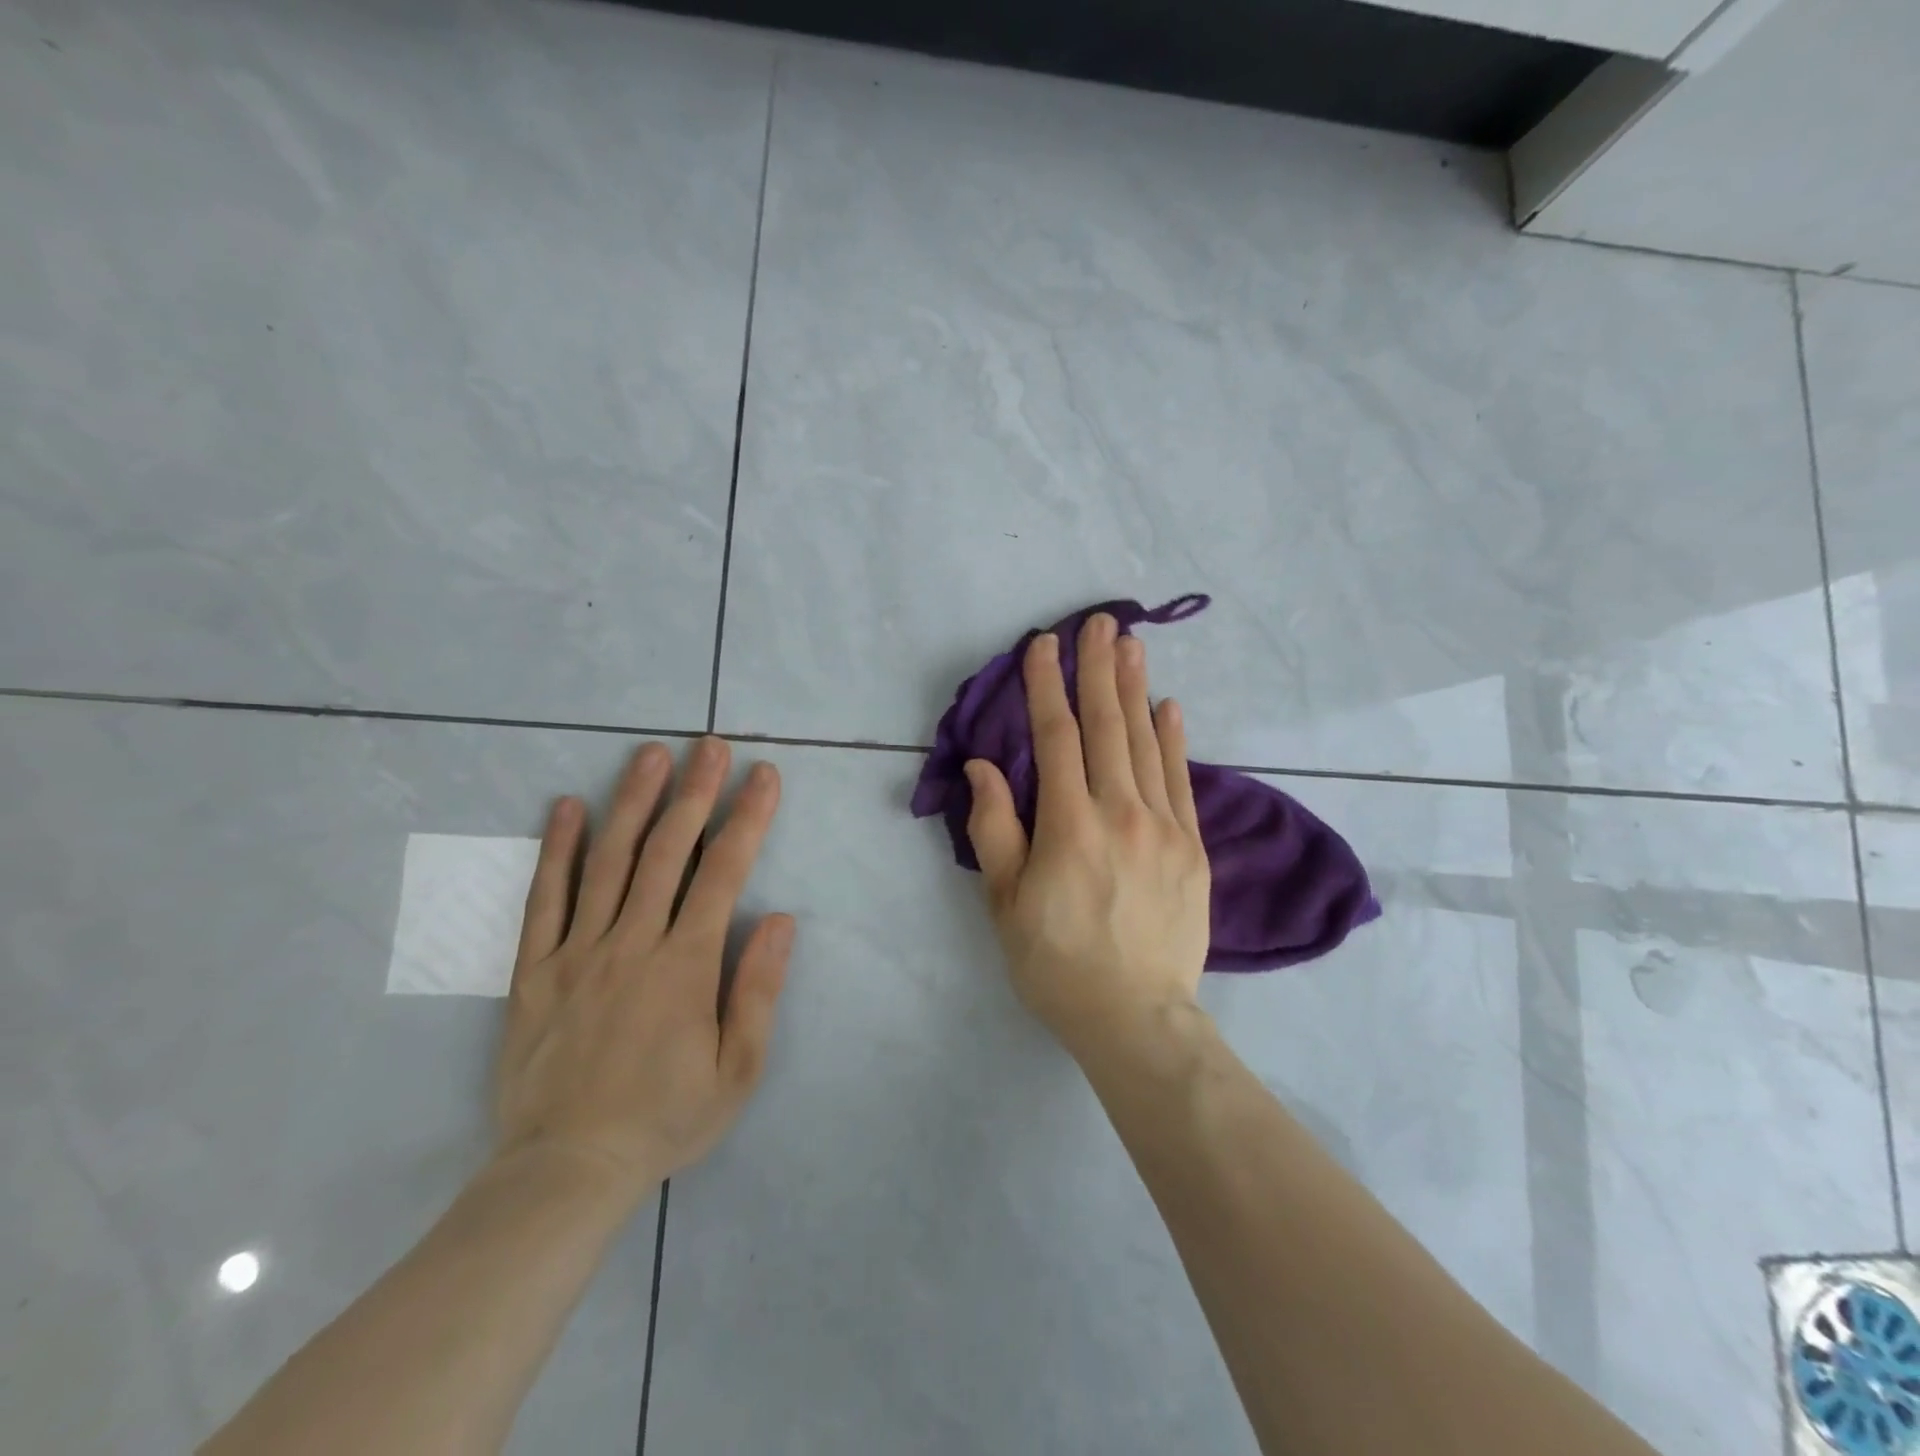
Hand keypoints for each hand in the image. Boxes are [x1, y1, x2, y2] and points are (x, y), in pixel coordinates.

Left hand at [494, 738, 793, 1205]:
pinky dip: (556, 849)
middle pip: (666, 851)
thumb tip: (780, 919)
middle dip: (695, 792)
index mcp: (684, 964)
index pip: (723, 872)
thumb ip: (758, 990)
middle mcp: (631, 942)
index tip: (764, 776)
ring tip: (651, 755)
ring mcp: (577, 951)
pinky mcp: (534, 969)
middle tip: (711, 745)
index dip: (748, 818)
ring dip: (633, 802)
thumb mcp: (737, 1071)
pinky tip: (567, 807)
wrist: (565, 1171)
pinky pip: (544, 899)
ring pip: (607, 861)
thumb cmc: (665, 1119)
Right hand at [964, 614, 1210, 1062]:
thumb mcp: (1004, 902)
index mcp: (1069, 825)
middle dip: (1097, 669)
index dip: (1046, 686)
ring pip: (1146, 743)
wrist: (1136, 1017)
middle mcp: (1120, 812)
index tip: (1042, 644)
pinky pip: (1182, 780)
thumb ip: (994, 828)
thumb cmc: (1055, 962)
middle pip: (1107, 726)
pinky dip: (1174, 739)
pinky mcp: (1192, 847)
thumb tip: (983, 766)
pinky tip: (1169, 706)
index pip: (1055, 737)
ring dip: (1135, 690)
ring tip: (1130, 644)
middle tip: (1098, 621)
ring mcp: (1164, 827)